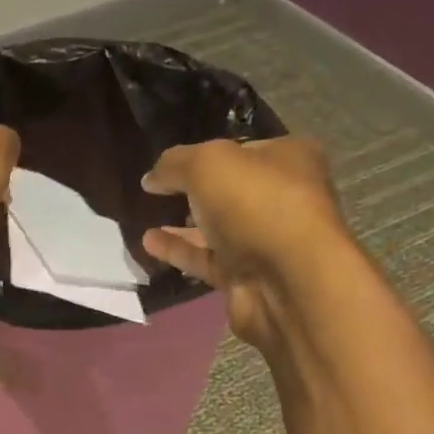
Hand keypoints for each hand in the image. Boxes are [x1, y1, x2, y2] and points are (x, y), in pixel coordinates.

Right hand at [140, 137, 348, 354]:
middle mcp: (281, 200)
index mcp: (288, 159)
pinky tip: (149, 244)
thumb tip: (151, 176)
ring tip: (145, 218)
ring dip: (183, 226)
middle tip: (159, 193)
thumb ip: (175, 164)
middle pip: (231, 192)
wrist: (286, 282)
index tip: (171, 165)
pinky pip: (207, 260)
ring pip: (217, 230)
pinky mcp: (246, 278)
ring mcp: (265, 243)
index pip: (242, 151)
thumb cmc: (255, 205)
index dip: (206, 154)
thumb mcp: (208, 164)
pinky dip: (180, 251)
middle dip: (196, 193)